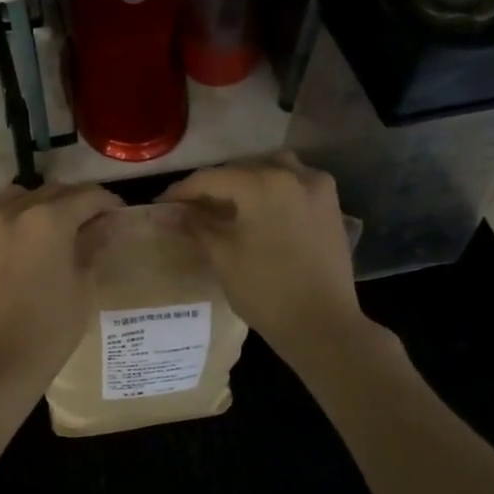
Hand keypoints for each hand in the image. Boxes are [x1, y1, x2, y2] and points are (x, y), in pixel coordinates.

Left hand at [0, 182, 121, 382]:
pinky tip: (21, 247)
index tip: (118, 213)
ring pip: (18, 198)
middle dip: (74, 202)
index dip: (107, 202)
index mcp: (48, 218)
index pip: (86, 196)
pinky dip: (12, 223)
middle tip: (90, 222)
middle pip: (52, 191)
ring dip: (39, 205)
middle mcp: (13, 211)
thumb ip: (93, 245)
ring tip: (51, 228)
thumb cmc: (50, 326)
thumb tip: (106, 224)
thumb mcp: (82, 285)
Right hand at [161, 155, 364, 360]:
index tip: (163, 204)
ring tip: (229, 203)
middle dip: (214, 185)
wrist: (322, 324)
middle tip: (190, 207)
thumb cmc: (265, 291)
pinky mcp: (331, 206)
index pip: (211, 178)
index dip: (182, 190)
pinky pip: (297, 183)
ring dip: (248, 180)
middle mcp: (292, 175)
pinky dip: (276, 188)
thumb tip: (167, 212)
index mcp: (262, 184)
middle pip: (242, 169)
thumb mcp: (222, 256)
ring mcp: (317, 188)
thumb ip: (195, 225)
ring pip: (273, 169)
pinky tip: (262, 209)